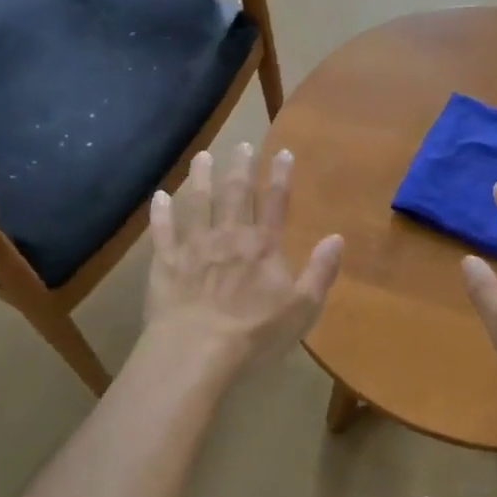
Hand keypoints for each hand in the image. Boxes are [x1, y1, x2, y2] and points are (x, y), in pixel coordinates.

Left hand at [144, 143, 342, 378]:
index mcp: (263, 246)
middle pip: (236, 193)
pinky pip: (162, 232)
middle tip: (242, 144)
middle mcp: (229, 236)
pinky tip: (159, 197)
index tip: (283, 152)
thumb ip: (320, 271)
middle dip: (241, 167)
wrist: (196, 352)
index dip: (281, 176)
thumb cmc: (255, 334)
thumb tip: (337, 238)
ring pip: (198, 203)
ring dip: (201, 178)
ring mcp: (194, 247)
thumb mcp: (302, 308)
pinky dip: (161, 213)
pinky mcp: (165, 263)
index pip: (276, 202)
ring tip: (203, 157)